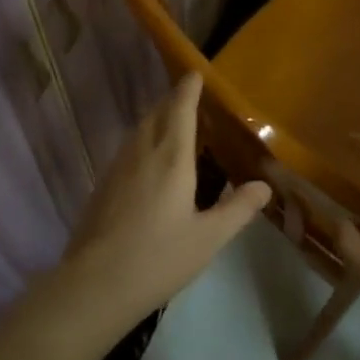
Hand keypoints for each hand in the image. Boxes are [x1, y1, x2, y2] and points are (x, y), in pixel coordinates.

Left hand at [41, 74, 271, 337]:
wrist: (95, 285)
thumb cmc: (159, 259)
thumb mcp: (208, 238)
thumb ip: (237, 209)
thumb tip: (264, 185)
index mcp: (171, 159)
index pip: (180, 111)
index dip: (188, 90)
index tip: (195, 74)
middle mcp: (142, 153)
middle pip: (156, 114)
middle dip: (172, 101)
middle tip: (189, 97)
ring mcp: (117, 168)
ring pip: (138, 130)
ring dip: (155, 118)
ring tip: (172, 123)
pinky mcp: (102, 186)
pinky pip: (127, 149)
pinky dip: (142, 140)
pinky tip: (148, 159)